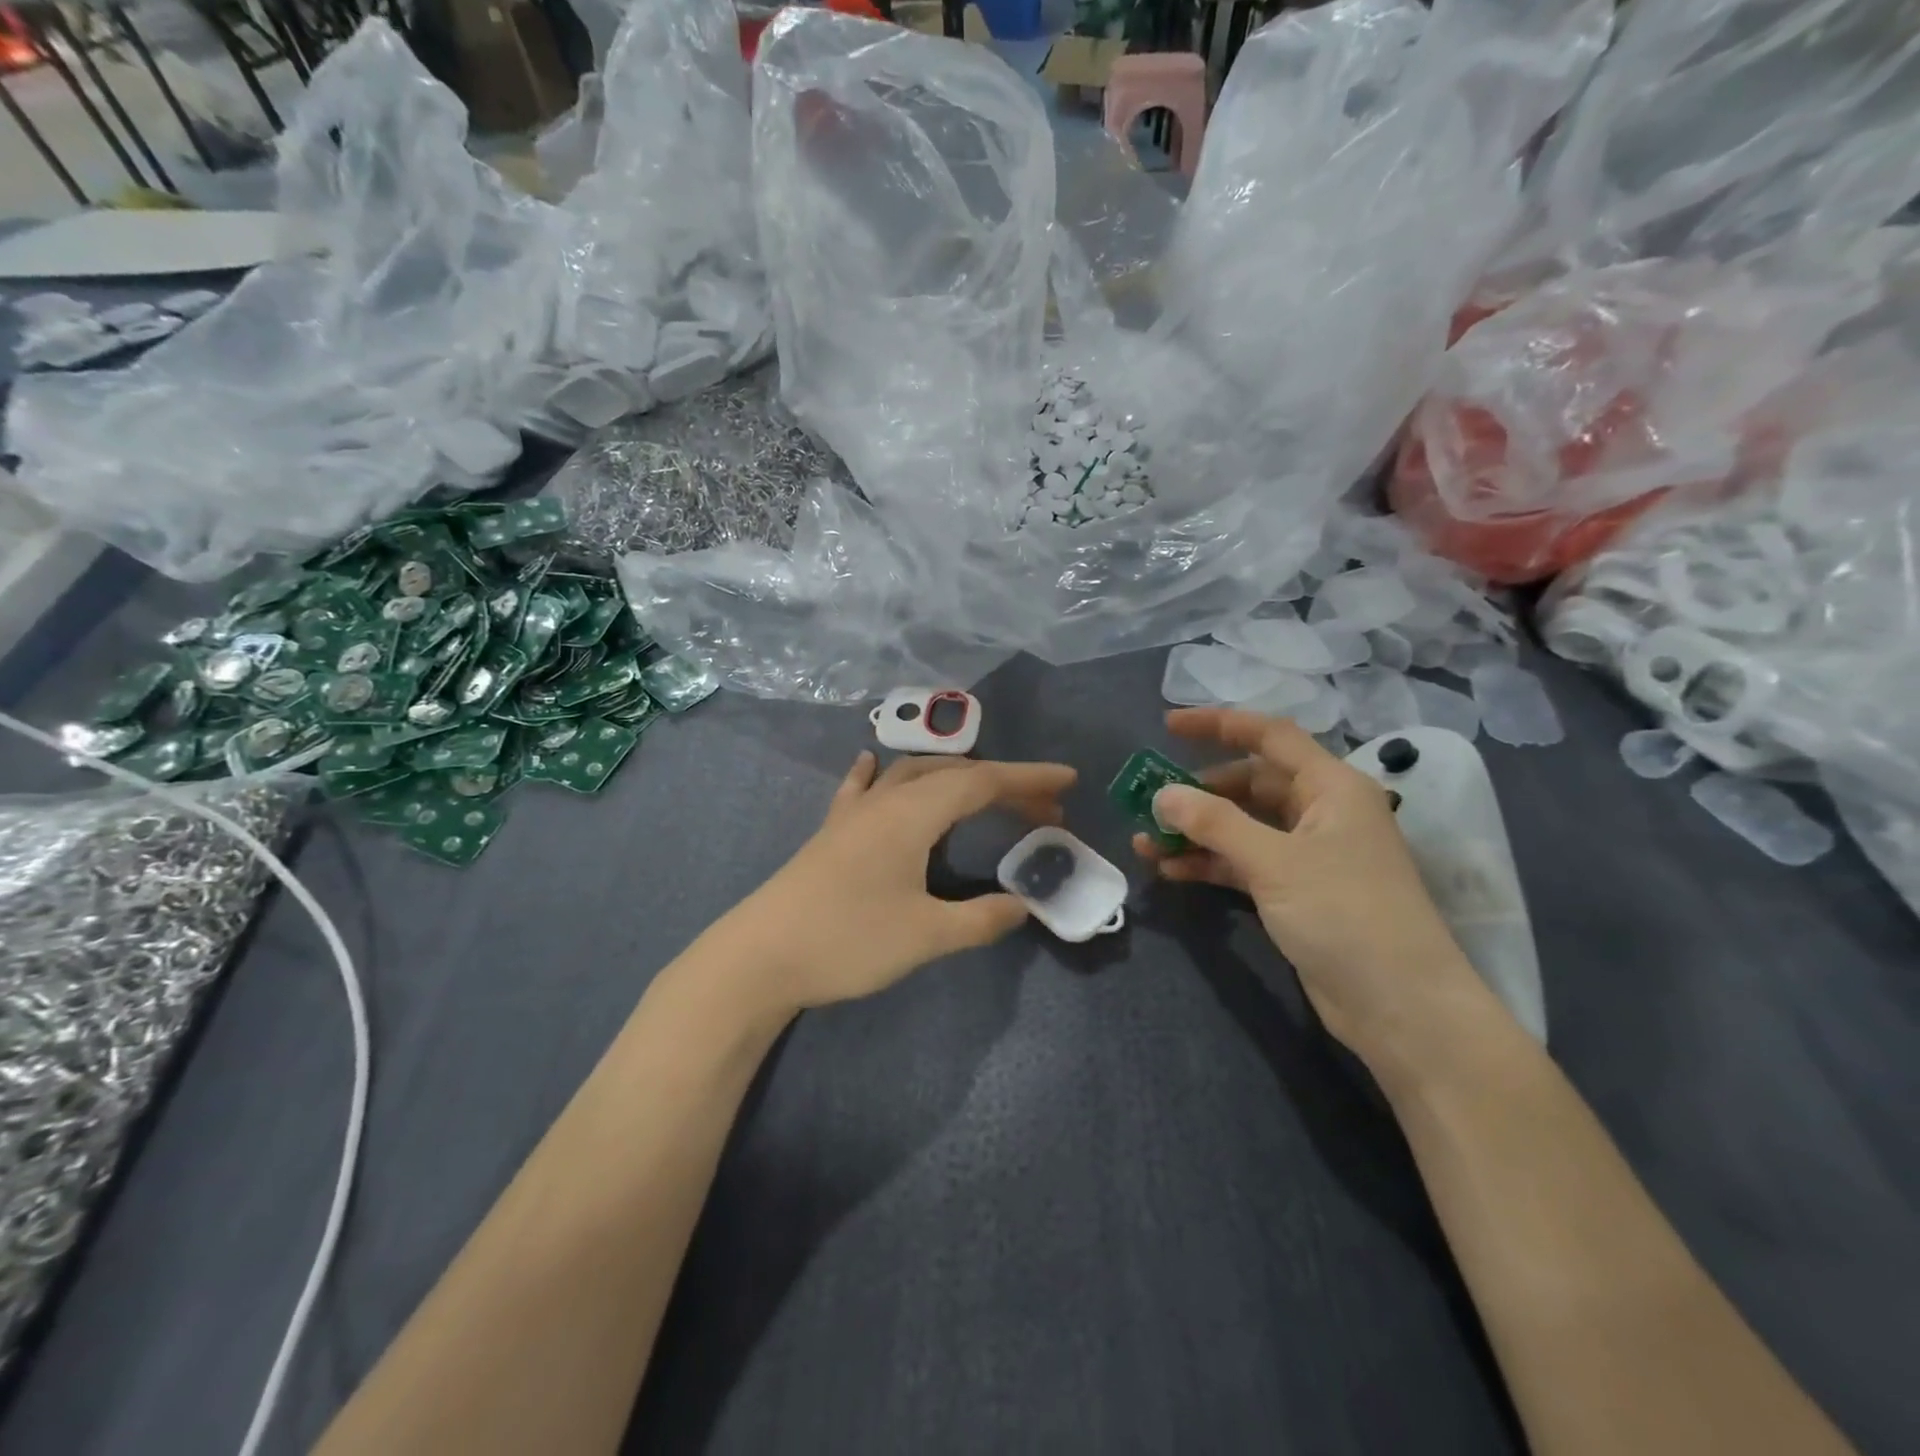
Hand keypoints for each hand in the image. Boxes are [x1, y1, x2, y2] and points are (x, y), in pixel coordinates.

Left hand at [726, 751, 1076, 1014]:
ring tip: (984, 796)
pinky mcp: (831, 832)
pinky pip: (864, 788)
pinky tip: (873, 765)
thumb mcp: (925, 936)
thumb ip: (981, 919)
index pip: (982, 782)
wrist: (759, 957)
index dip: (1028, 779)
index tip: (1068, 782)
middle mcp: (885, 800)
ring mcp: (853, 813)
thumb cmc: (847, 940)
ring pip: (913, 775)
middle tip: (1041, 811)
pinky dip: (881, 775)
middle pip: (953, 775)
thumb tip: (1024, 906)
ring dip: (954, 779)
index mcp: (912, 814)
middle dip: (1002, 784)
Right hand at [1133, 708, 1484, 1064]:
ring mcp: (1309, 854)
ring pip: (1242, 826)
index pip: (1270, 737)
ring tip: (1145, 840)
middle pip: (1250, 784)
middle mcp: (1321, 812)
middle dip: (1198, 791)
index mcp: (1331, 787)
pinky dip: (1210, 862)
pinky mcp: (1297, 891)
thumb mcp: (1275, 863)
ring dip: (1197, 831)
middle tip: (1148, 799)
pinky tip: (1171, 869)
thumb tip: (1162, 795)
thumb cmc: (1346, 915)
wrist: (1401, 1007)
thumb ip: (1215, 823)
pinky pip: (1244, 862)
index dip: (1219, 724)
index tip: (1168, 725)